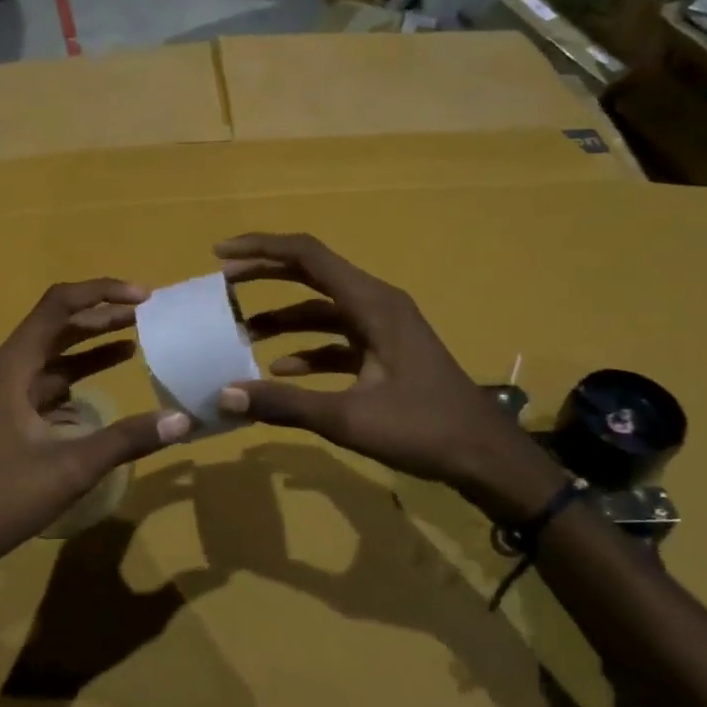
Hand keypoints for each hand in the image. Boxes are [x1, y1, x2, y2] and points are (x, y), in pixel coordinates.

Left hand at [0, 280, 192, 576]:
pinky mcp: (5, 416)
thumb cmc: (5, 497)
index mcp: (11, 367)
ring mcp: (1, 394)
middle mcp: (3, 370)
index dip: (101, 293)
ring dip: (89, 346)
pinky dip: (74, 376)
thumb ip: (127, 439)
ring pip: (50, 355)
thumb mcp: (72, 467)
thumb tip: (182, 419)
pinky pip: (44, 382)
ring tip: (134, 339)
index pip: (58, 306)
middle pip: (55, 326)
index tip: (143, 297)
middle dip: (100, 316)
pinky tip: (101, 385)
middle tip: (146, 314)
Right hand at [215, 233, 563, 519]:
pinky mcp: (385, 353)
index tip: (220, 254)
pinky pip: (337, 339)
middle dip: (266, 275)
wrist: (486, 458)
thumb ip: (284, 404)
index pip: (308, 256)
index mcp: (372, 303)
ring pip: (322, 309)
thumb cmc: (423, 429)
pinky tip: (282, 371)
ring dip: (284, 318)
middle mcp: (376, 304)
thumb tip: (225, 396)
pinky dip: (308, 349)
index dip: (262, 248)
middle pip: (312, 274)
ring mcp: (383, 329)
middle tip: (223, 283)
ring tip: (242, 333)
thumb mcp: (348, 419)